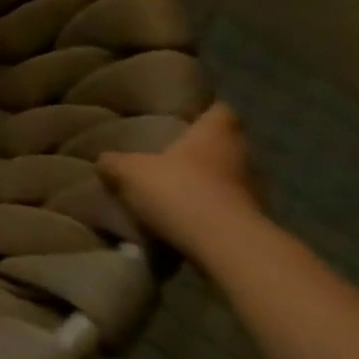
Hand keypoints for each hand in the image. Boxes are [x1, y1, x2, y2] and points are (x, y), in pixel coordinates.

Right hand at [99, 102, 265, 259]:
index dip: (204, 111)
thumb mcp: (128, 172)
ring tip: (169, 188)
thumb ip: (114, 162)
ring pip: (224, 178)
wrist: (225, 247)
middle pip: (224, 145)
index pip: (220, 111)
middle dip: (198, 149)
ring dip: (202, 182)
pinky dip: (205, 211)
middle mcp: (241, 157)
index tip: (185, 115)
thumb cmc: (178, 191)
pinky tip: (179, 217)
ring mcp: (252, 192)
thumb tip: (105, 160)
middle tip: (166, 152)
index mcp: (215, 134)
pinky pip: (223, 208)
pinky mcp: (250, 223)